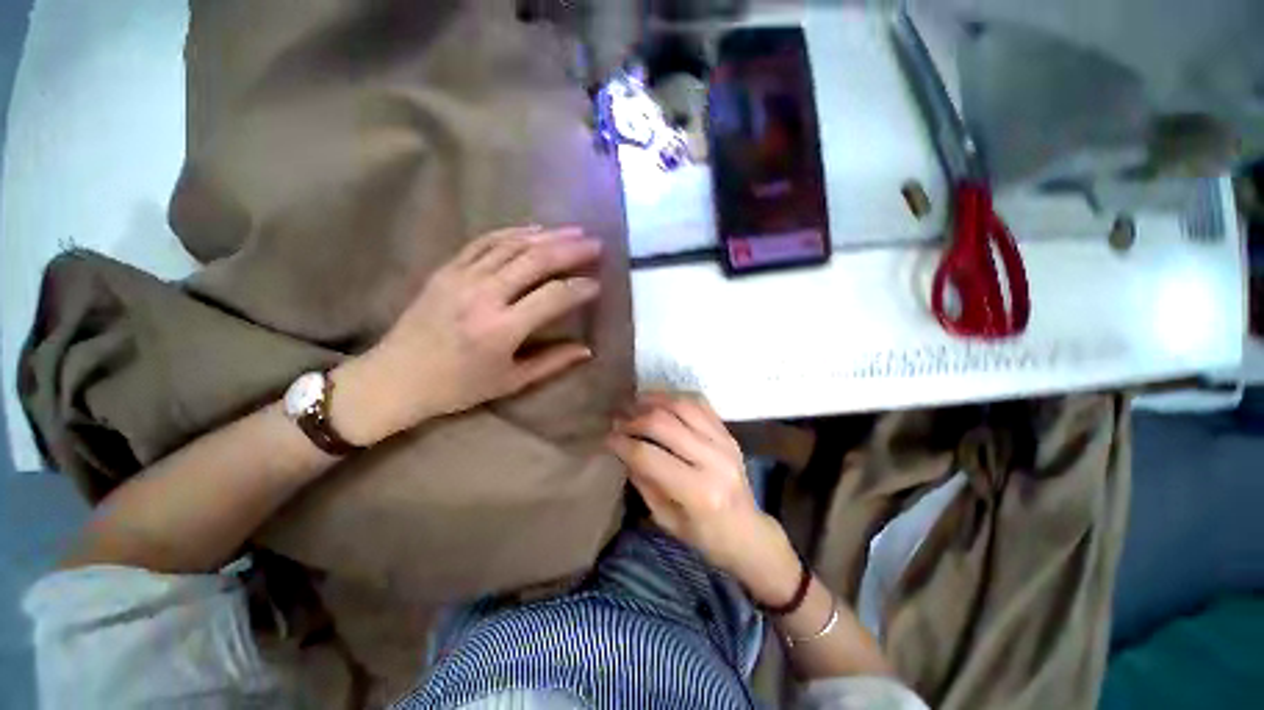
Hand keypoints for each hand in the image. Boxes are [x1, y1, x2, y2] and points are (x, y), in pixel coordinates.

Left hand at [335, 225, 601, 444]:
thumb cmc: (458, 387)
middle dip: (570, 249)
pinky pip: (485, 242)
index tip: (597, 284)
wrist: (395, 378)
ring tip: (574, 231)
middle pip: (535, 260)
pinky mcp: (447, 269)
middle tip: (595, 244)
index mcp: (501, 329)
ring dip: (547, 235)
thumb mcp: (511, 382)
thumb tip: (588, 350)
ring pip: (512, 245)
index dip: (579, 288)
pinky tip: (534, 229)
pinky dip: (513, 232)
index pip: (552, 297)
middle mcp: (483, 296)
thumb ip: (553, 363)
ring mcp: (462, 277)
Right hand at [607, 393, 800, 601]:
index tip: (607, 438)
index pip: (649, 456)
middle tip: (618, 420)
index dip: (622, 444)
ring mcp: (725, 442)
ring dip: (654, 400)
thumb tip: (623, 449)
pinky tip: (660, 400)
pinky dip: (676, 398)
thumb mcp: (666, 519)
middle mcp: (714, 460)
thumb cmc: (705, 536)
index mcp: (699, 492)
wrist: (748, 532)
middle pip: (664, 424)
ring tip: (635, 403)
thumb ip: (644, 481)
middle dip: (634, 419)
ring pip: (682, 406)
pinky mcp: (728, 433)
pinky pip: (700, 404)